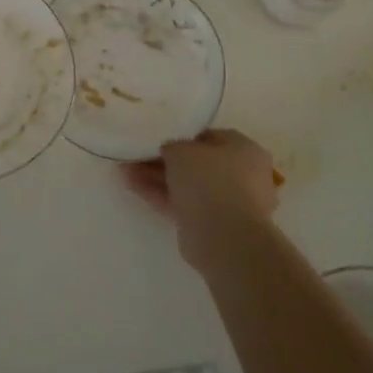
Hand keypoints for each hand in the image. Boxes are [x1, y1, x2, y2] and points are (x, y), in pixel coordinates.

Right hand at [124, 128, 278, 267]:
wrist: (223, 236)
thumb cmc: (209, 180)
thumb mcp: (182, 150)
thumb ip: (172, 146)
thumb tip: (167, 151)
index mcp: (246, 150)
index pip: (210, 137)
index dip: (181, 136)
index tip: (157, 139)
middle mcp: (242, 175)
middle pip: (197, 164)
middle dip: (164, 160)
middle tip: (136, 156)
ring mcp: (227, 203)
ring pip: (187, 185)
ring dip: (157, 178)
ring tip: (126, 170)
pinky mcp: (211, 226)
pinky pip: (183, 204)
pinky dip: (160, 196)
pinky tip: (132, 186)